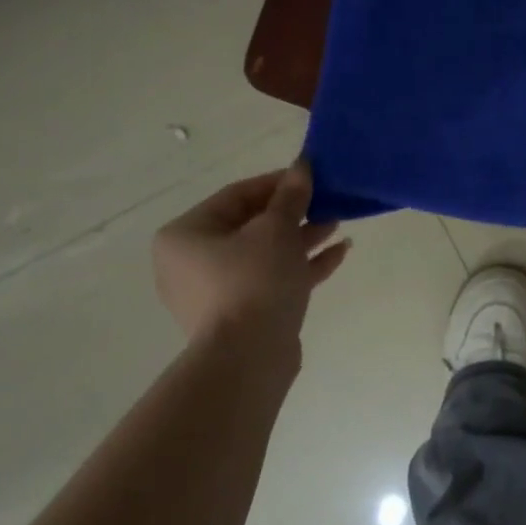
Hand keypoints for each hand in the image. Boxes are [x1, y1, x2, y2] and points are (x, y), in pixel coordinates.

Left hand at [152, 160, 349, 364]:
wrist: (248, 358)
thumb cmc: (254, 280)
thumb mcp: (277, 229)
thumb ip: (291, 196)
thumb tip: (302, 166)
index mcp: (186, 234)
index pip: (237, 195)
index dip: (277, 182)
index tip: (311, 177)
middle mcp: (192, 261)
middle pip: (252, 225)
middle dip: (294, 212)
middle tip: (327, 201)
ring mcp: (216, 291)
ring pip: (265, 253)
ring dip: (302, 237)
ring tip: (338, 224)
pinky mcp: (241, 314)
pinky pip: (272, 279)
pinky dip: (301, 265)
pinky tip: (339, 253)